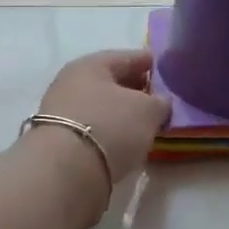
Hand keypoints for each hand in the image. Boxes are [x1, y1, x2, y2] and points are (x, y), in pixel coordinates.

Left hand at [22, 51, 170, 219]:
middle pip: (111, 81)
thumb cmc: (110, 126)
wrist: (65, 172)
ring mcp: (61, 112)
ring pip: (101, 106)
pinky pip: (93, 128)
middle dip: (136, 89)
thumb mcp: (148, 110)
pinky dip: (109, 131)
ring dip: (121, 113)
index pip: (128, 57)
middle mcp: (71, 82)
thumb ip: (160, 102)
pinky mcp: (58, 140)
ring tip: (144, 125)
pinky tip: (123, 142)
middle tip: (159, 100)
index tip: (169, 72)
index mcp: (91, 64)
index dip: (151, 63)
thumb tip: (160, 104)